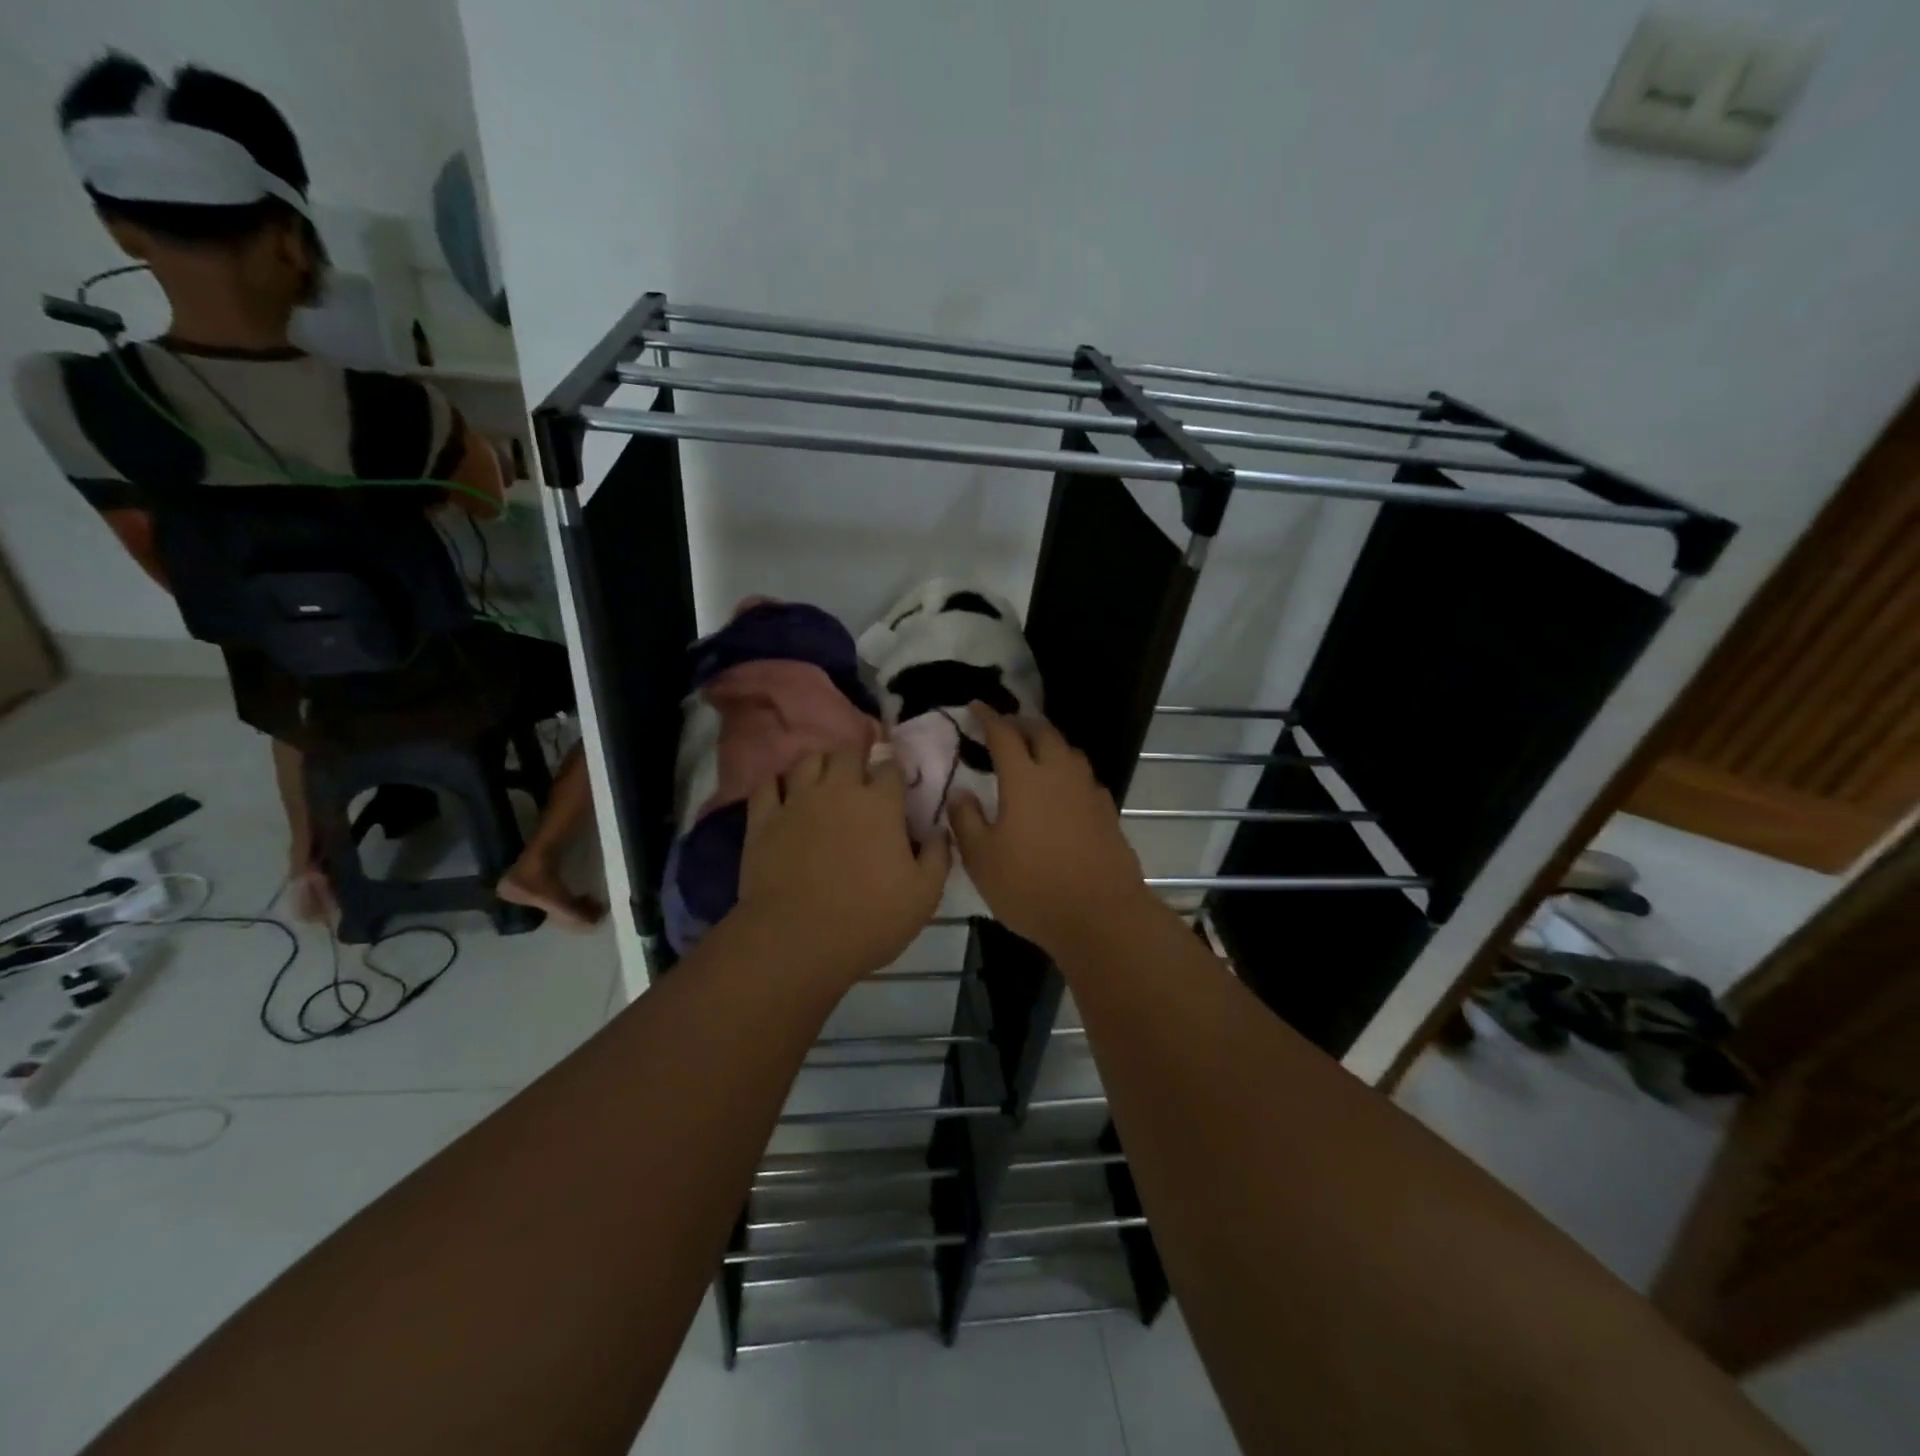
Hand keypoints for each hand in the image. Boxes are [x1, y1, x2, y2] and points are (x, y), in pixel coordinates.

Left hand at [734, 747, 950, 984]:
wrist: (797, 940)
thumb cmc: (870, 919)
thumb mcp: (924, 895)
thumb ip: (938, 856)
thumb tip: (940, 831)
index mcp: (880, 804)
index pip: (890, 766)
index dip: (895, 770)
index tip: (896, 781)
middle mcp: (838, 790)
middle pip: (848, 752)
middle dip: (857, 756)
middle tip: (860, 774)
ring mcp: (797, 801)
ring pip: (807, 759)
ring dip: (820, 762)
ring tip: (824, 777)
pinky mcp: (763, 819)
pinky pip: (767, 784)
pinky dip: (778, 782)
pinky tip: (784, 793)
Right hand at [948, 703, 1152, 957]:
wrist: (1100, 915)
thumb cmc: (1032, 887)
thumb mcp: (982, 860)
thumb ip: (966, 821)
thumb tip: (960, 792)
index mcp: (1025, 780)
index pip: (1004, 734)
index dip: (988, 717)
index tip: (976, 706)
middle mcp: (1059, 775)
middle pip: (1043, 733)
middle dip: (1022, 723)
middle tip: (1006, 726)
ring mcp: (1088, 792)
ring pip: (1069, 751)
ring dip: (1049, 743)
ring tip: (1035, 751)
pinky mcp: (1108, 812)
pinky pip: (1085, 778)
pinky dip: (1069, 771)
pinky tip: (1064, 789)